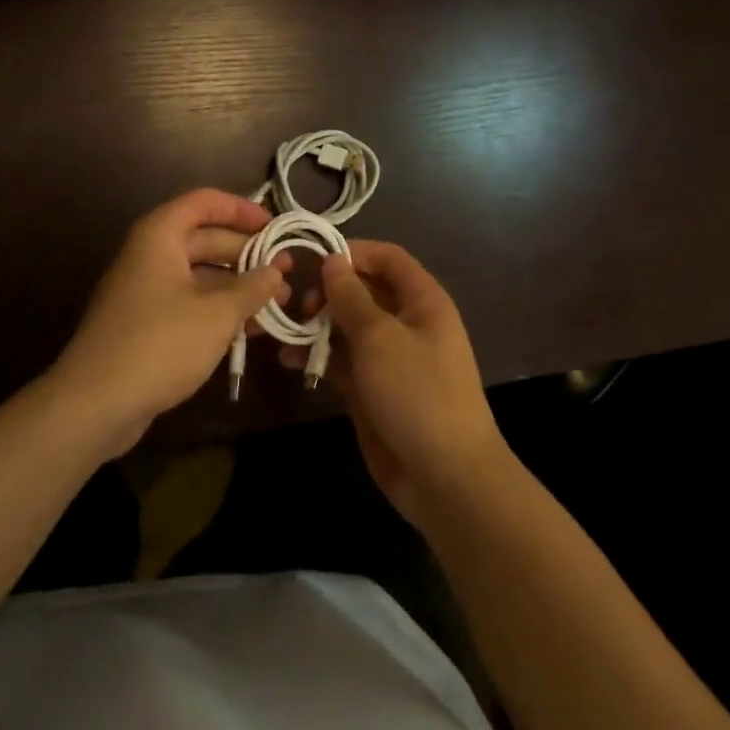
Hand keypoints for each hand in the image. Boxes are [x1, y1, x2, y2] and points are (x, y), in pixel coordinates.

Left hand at [52, 189, 283, 455]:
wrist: (93, 405)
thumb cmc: (159, 343)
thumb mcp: (217, 314)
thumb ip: (252, 288)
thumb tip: (277, 270)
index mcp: (160, 236)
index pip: (204, 202)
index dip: (241, 209)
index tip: (274, 226)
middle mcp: (150, 255)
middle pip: (205, 239)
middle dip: (247, 254)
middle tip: (286, 271)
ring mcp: (145, 291)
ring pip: (200, 275)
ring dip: (238, 286)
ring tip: (277, 303)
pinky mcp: (145, 325)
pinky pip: (189, 303)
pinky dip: (219, 310)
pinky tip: (250, 329)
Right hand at [311, 241, 512, 527]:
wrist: (445, 478)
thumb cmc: (417, 393)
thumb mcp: (380, 338)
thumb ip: (351, 297)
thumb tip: (333, 260)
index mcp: (422, 300)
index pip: (388, 258)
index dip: (354, 252)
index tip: (314, 259)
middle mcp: (407, 322)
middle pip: (364, 290)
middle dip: (329, 292)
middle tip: (298, 305)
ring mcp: (390, 357)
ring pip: (349, 326)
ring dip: (318, 325)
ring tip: (284, 331)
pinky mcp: (373, 388)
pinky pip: (343, 361)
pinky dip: (318, 357)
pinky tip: (289, 361)